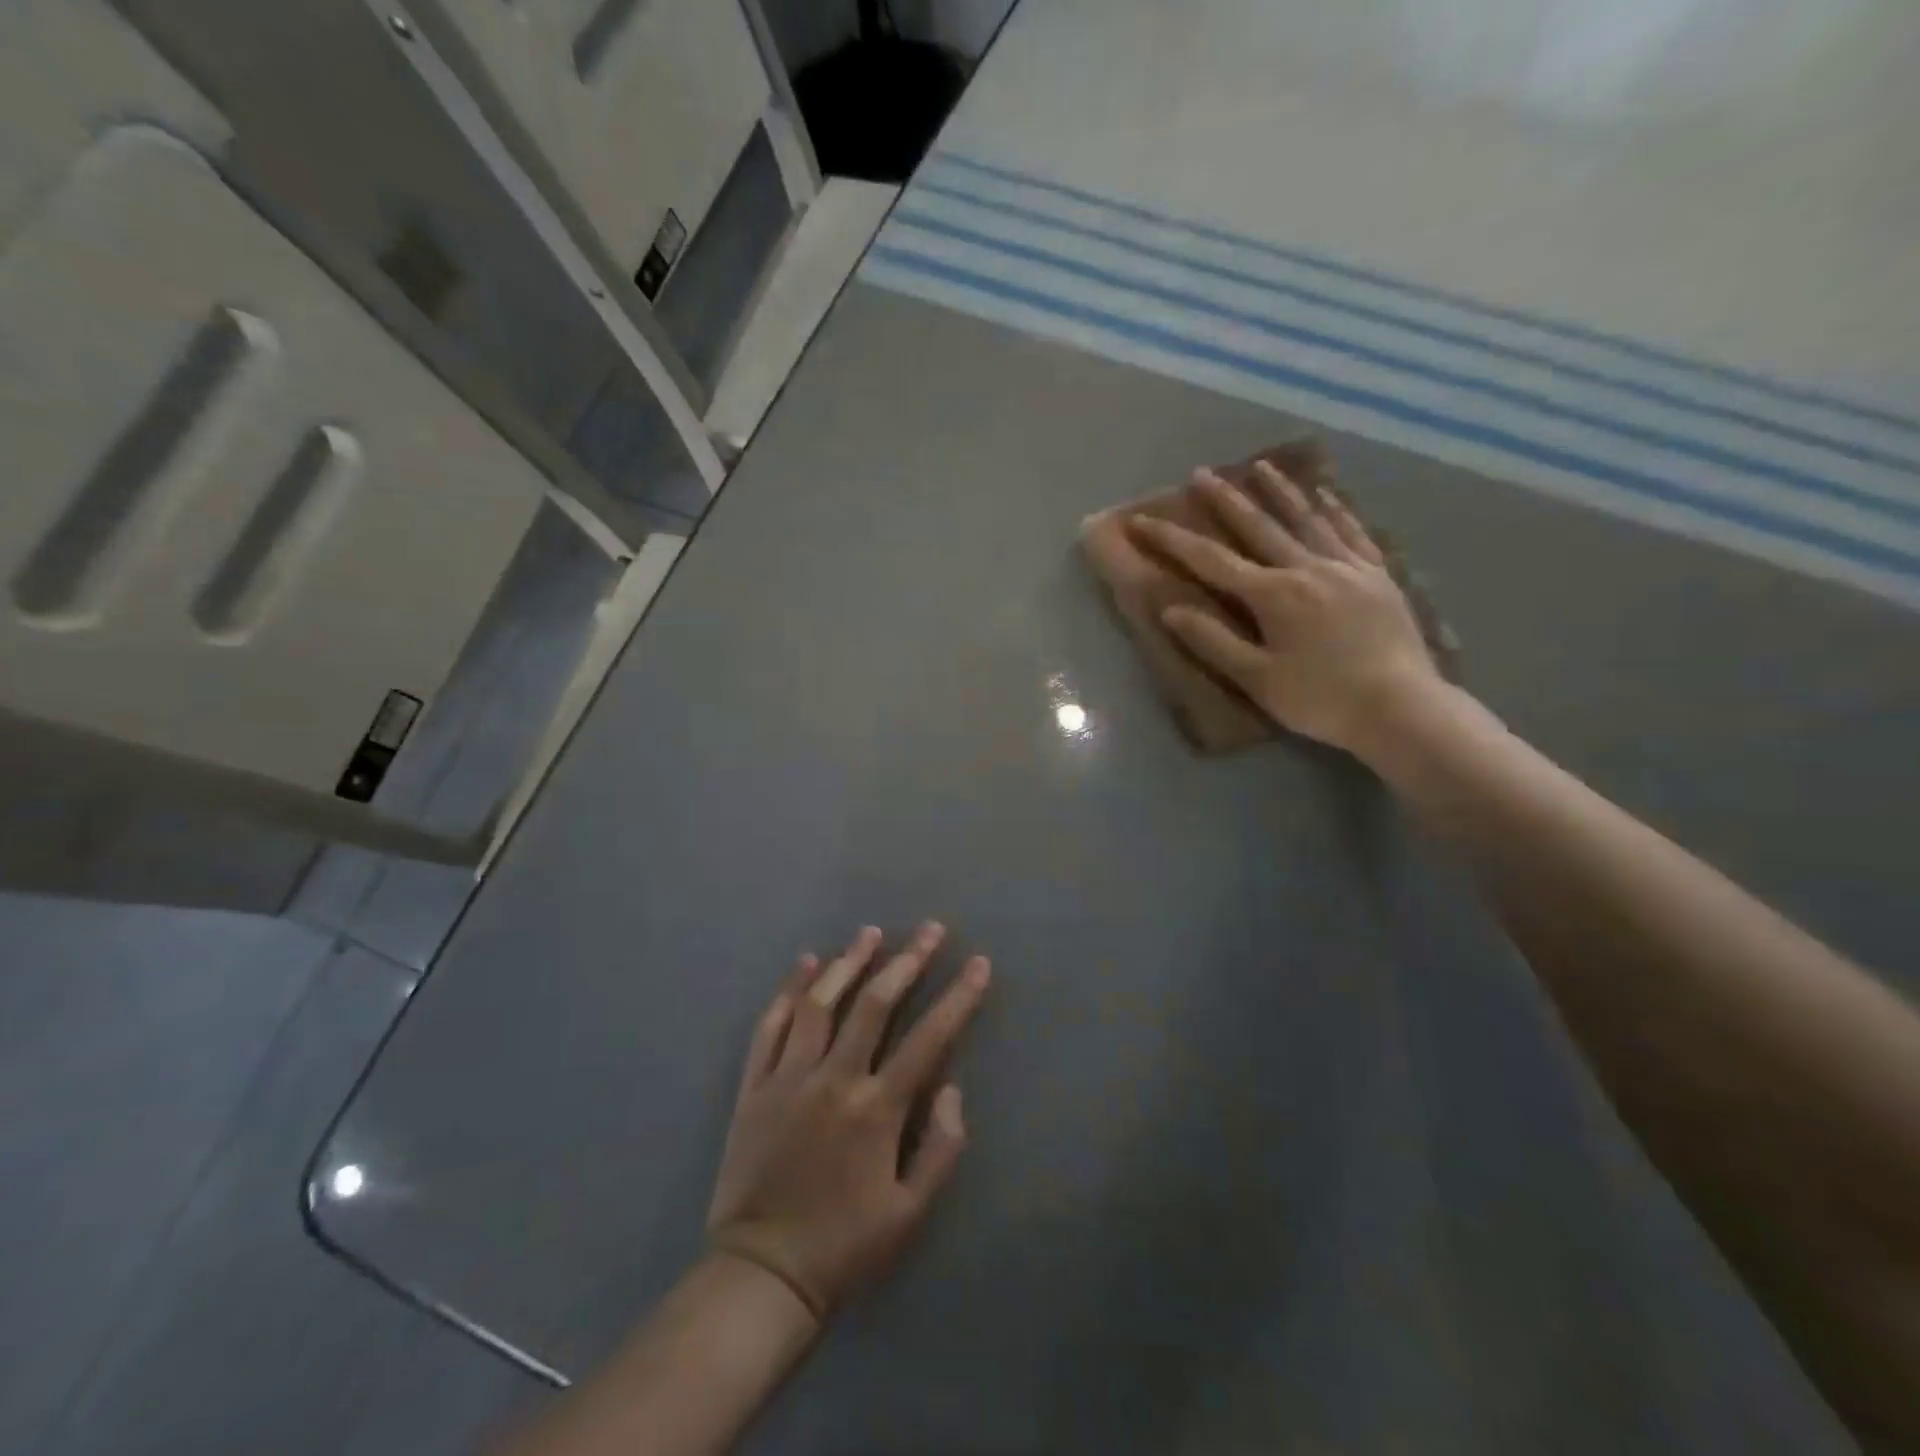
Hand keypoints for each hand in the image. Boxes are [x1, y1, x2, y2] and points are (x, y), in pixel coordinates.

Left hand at [707, 923, 990, 1321]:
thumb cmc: (844, 1247)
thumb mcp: (910, 1213)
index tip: (978, 963)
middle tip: (929, 930)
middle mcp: (833, 1080)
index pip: (928, 1038)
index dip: (958, 997)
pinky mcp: (754, 1087)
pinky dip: (788, 991)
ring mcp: (788, 1078)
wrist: (760, 1276)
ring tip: (870, 932)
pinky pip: (770, 1026)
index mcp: (876, 1109)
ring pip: (820, 1003)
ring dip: (848, 962)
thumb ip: (940, 1147)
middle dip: (907, 961)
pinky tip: (805, 965)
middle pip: (873, 1004)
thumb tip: (951, 1086)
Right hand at [1130, 461, 1440, 756]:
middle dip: (1226, 500)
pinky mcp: (1378, 577)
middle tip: (1201, 473)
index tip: (1143, 520)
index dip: (1173, 540)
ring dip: (1281, 492)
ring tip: (1261, 466)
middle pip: (1259, 527)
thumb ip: (1214, 641)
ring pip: (1307, 520)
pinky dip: (1336, 511)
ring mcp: (1348, 568)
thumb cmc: (1320, 699)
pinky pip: (1352, 533)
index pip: (1211, 561)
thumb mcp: (1257, 679)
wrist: (1401, 708)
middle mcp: (1308, 568)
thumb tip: (1171, 610)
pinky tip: (1327, 495)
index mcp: (1273, 594)